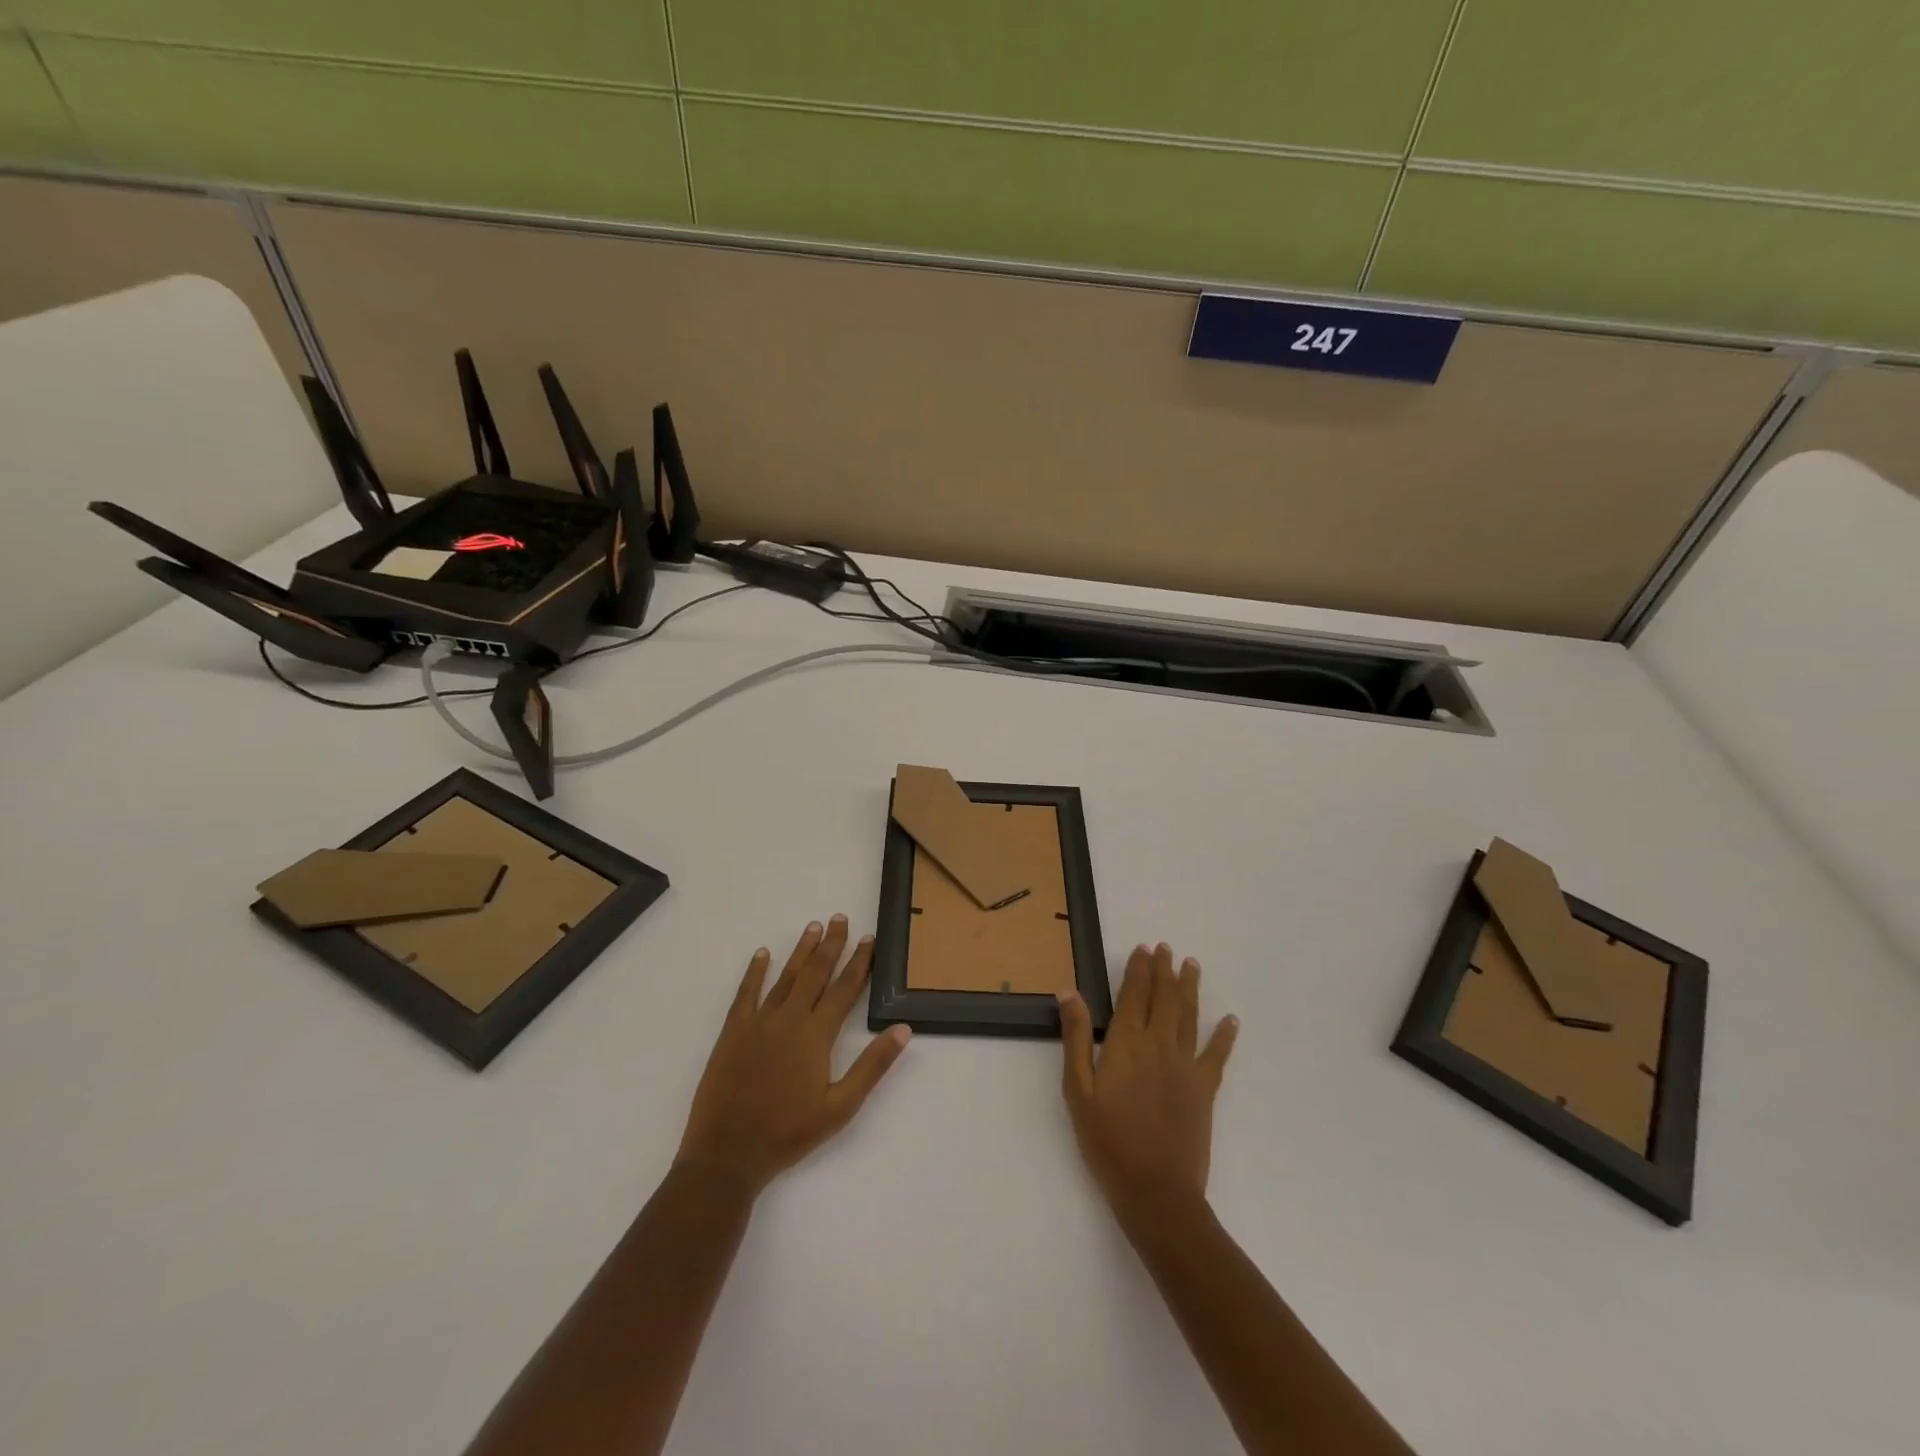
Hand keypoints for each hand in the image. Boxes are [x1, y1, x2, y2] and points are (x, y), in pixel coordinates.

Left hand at [676, 915, 911, 1196]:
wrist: (728, 1153)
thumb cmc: (788, 1132)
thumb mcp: (841, 1107)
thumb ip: (872, 1066)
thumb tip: (903, 1029)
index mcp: (817, 1035)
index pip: (845, 989)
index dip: (859, 962)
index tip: (868, 939)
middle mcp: (790, 1019)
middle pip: (815, 973)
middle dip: (831, 945)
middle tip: (840, 918)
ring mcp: (759, 1022)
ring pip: (785, 977)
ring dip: (801, 951)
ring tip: (813, 927)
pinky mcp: (733, 1031)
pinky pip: (746, 993)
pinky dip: (755, 971)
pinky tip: (762, 954)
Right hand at [1058, 943, 1237, 1222]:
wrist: (1156, 1191)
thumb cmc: (1107, 1140)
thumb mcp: (1078, 1089)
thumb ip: (1076, 1037)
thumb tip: (1068, 991)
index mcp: (1126, 1043)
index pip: (1134, 994)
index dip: (1139, 969)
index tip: (1143, 948)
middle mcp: (1159, 1044)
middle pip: (1164, 998)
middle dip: (1164, 970)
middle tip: (1166, 948)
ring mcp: (1186, 1066)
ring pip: (1189, 1016)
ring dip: (1190, 988)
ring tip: (1191, 965)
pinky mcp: (1205, 1090)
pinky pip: (1217, 1055)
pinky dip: (1225, 1035)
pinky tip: (1231, 1020)